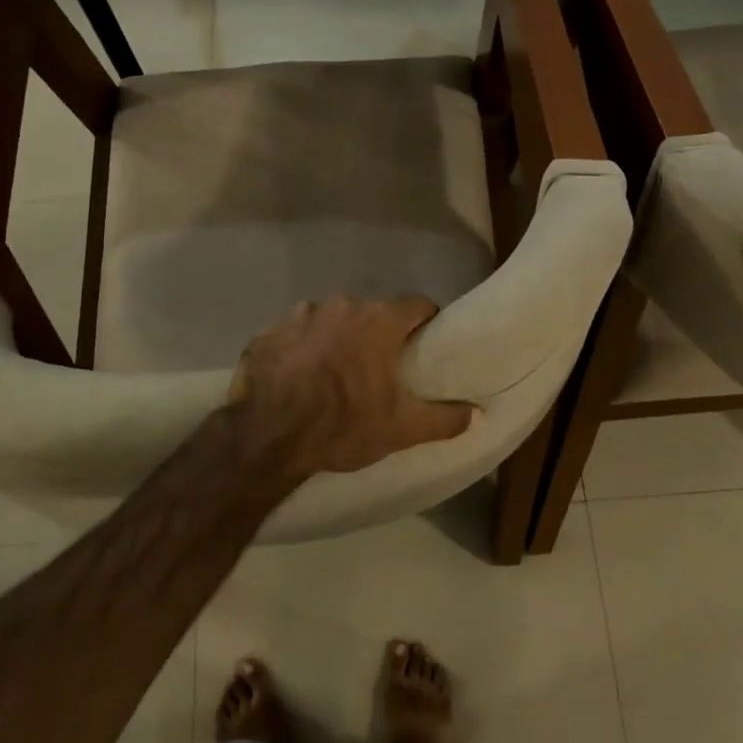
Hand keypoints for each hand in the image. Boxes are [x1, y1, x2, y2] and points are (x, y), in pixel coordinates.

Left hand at [226, 296, 472, 479]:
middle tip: (378, 368)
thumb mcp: (401, 429)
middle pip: (370, 313)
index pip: (416, 305)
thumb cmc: (342, 426)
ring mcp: (299, 314)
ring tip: (332, 374)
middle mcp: (340, 305)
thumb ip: (444, 418)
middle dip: (377, 335)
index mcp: (377, 321)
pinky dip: (300, 350)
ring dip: (336, 339)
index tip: (424, 344)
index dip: (425, 322)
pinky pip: (294, 335)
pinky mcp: (266, 331)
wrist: (266, 437)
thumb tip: (477, 413)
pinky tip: (296, 377)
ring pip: (330, 321)